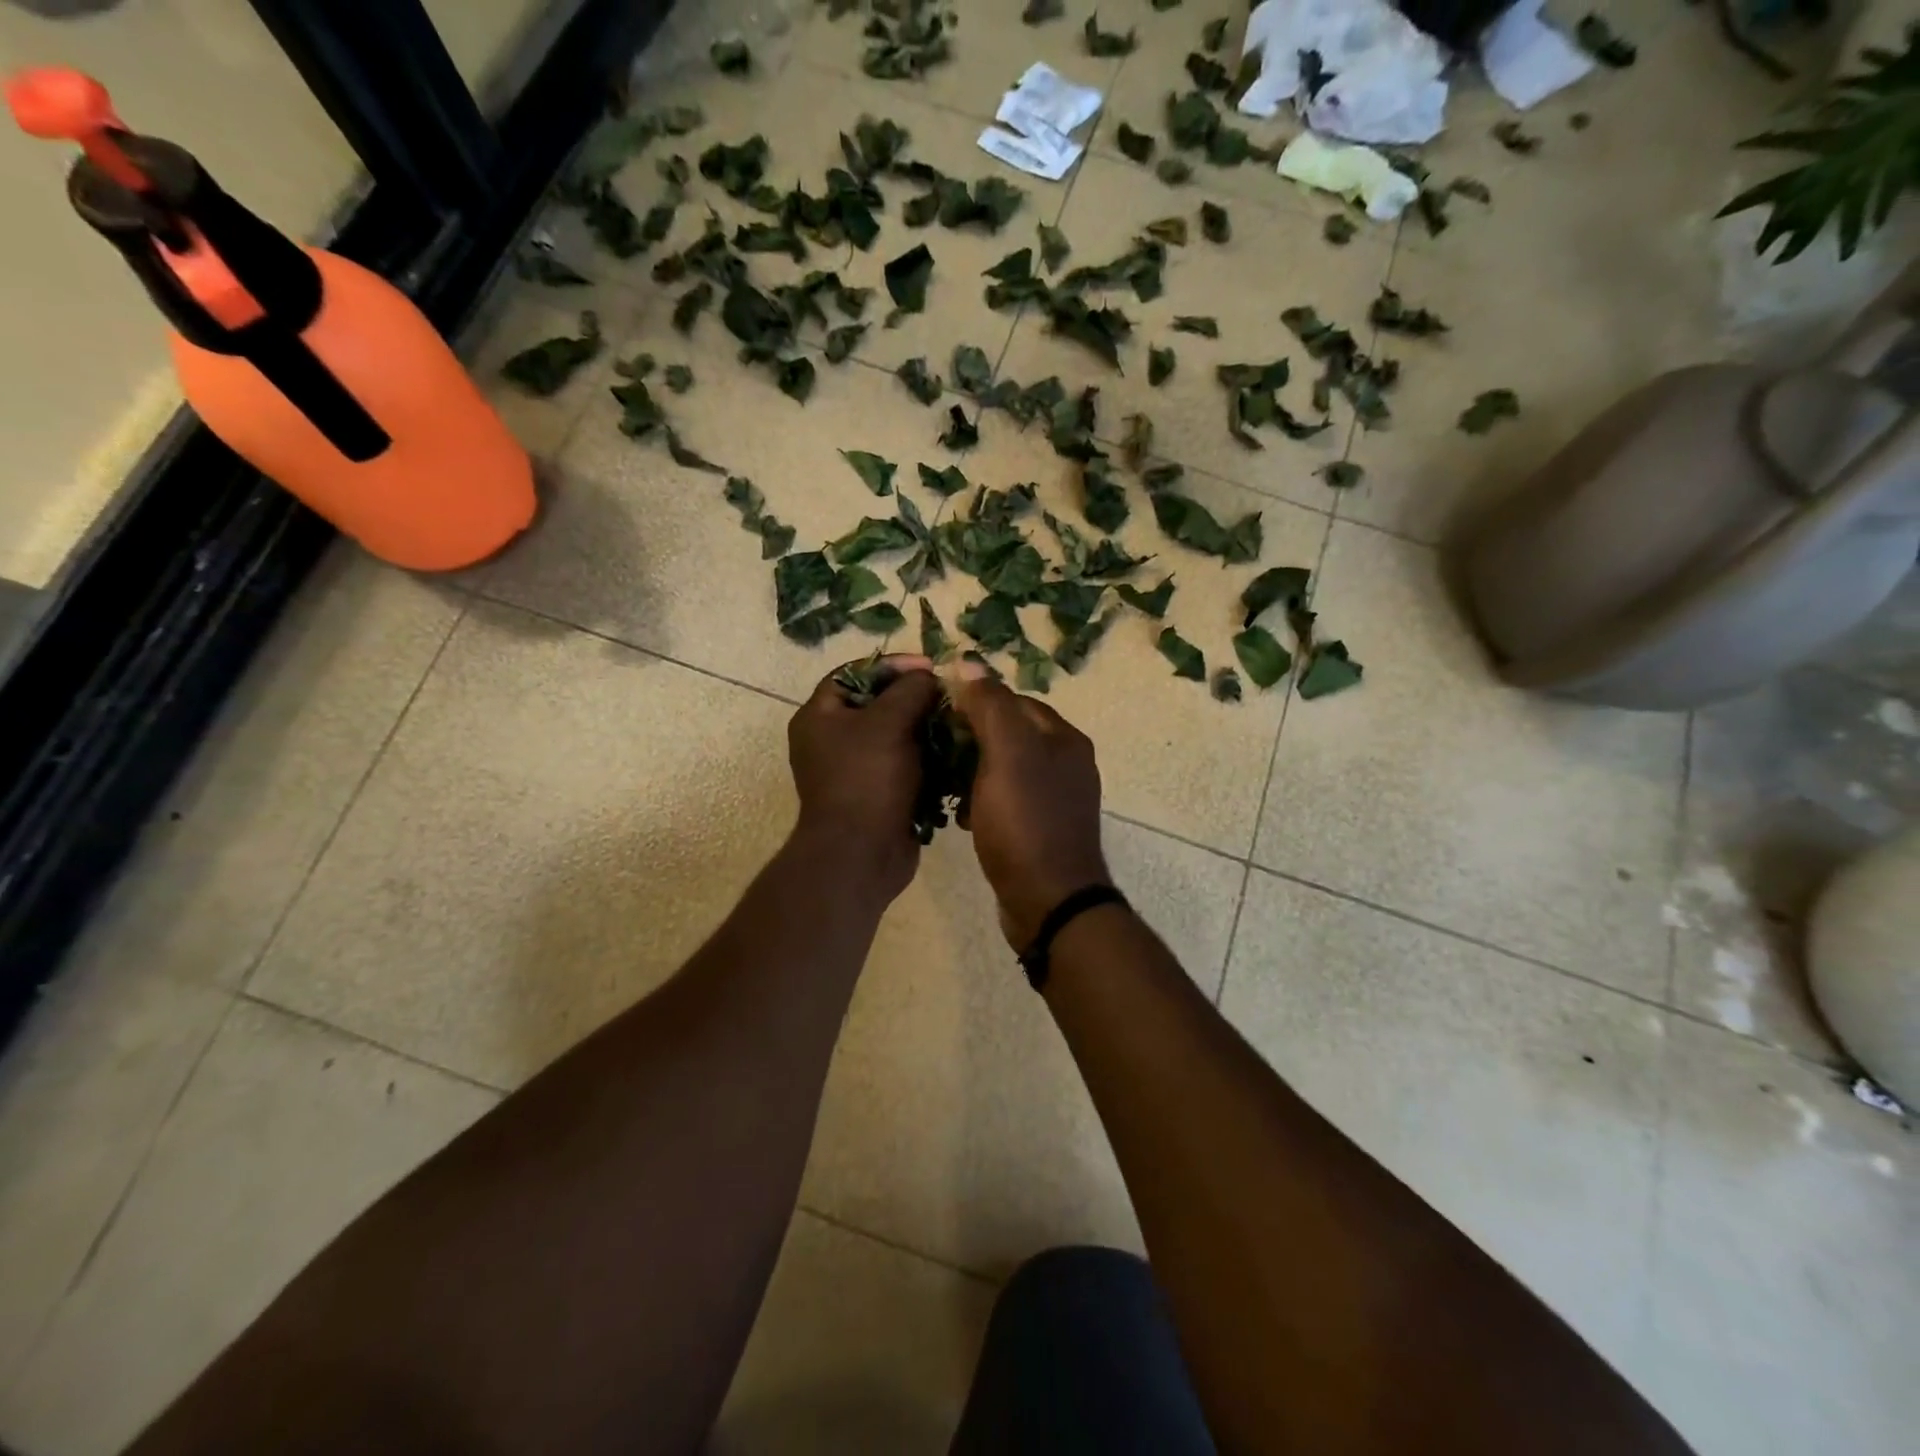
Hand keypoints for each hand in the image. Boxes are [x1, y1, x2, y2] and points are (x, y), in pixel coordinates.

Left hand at [788, 655, 941, 902]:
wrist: (862, 854)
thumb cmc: (867, 780)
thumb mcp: (888, 723)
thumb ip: (910, 690)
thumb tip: (928, 677)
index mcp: (819, 717)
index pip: (853, 673)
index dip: (891, 665)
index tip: (928, 666)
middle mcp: (832, 740)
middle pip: (877, 704)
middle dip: (915, 698)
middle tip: (949, 693)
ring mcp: (856, 770)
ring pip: (896, 736)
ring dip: (926, 728)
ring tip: (958, 720)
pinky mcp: (879, 794)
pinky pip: (905, 765)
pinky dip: (928, 757)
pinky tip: (955, 751)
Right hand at [951, 664, 1111, 950]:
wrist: (1048, 901)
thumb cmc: (1025, 821)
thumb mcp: (1006, 754)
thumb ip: (990, 705)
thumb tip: (970, 663)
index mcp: (1063, 738)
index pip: (1012, 700)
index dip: (973, 704)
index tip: (938, 719)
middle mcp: (1066, 762)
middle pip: (1008, 734)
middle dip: (970, 741)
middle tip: (937, 755)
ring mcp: (1056, 799)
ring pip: (1004, 769)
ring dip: (972, 773)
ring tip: (946, 787)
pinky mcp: (1042, 829)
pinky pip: (1007, 801)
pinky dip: (983, 802)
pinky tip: (964, 818)